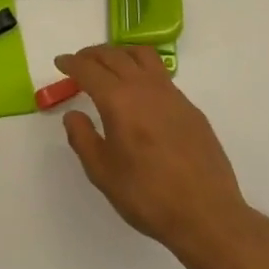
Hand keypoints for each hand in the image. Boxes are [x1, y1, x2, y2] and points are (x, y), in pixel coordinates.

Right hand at [54, 44, 254, 265]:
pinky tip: (140, 93)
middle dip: (92, 54)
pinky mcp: (190, 108)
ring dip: (120, 53)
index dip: (71, 63)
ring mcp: (171, 95)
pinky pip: (161, 75)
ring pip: (142, 56)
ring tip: (110, 65)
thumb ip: (82, 138)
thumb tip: (74, 114)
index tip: (60, 62)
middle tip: (80, 62)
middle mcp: (144, 87)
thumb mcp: (102, 172)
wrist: (207, 215)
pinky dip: (142, 70)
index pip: (89, 69)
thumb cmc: (147, 195)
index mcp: (118, 100)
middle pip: (114, 55)